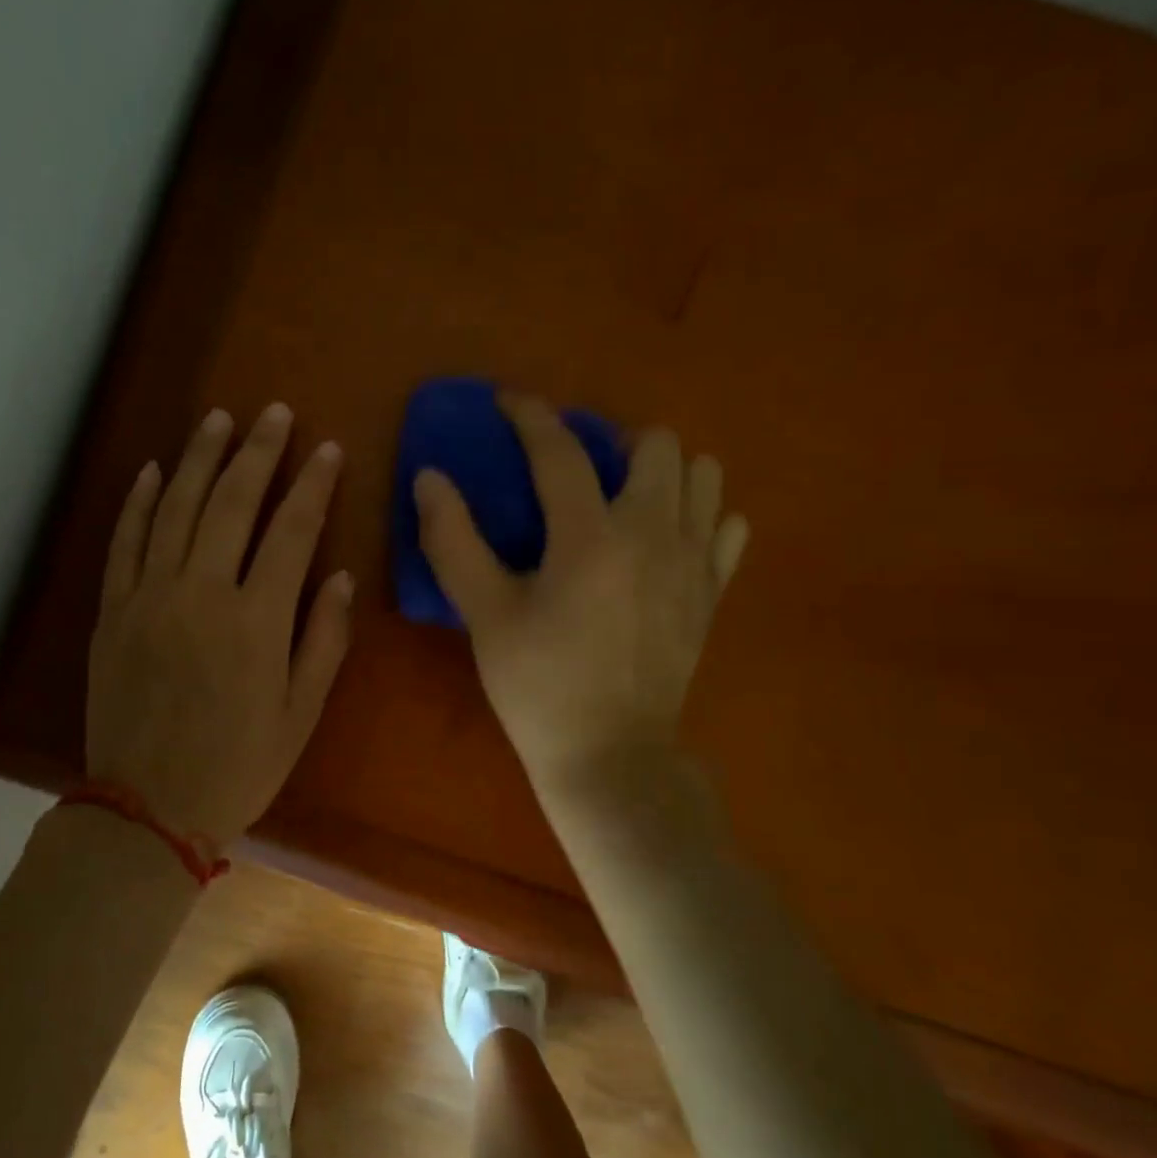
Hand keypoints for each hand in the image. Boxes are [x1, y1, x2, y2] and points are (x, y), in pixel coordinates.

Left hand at [87, 403, 354, 850]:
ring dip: (197, 458)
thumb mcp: (300, 714)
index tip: (327, 449)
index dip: (312, 485)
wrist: (147, 809)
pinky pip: (123, 543)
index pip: (291, 531)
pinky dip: (136, 502)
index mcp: (255, 621)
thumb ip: (323, 640)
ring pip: (173, 508)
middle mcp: (200, 594)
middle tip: (274, 412)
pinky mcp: (112, 611)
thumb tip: (339, 577)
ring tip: (218, 419)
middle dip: (256, 452)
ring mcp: (148, 598)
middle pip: (230, 503)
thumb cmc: (238, 766)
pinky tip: (150, 470)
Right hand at [414, 394, 746, 800]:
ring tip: (624, 496)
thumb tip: (430, 477)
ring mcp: (694, 562)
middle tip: (576, 468)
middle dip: (611, 439)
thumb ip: (452, 539)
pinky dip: (701, 514)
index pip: (560, 450)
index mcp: (591, 536)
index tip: (508, 401)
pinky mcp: (713, 592)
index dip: (530, 415)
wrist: (611, 757)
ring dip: (662, 469)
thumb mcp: (484, 614)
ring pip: (703, 474)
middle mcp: (654, 533)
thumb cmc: (538, 686)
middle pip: (655, 444)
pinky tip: (667, 537)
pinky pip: (726, 525)